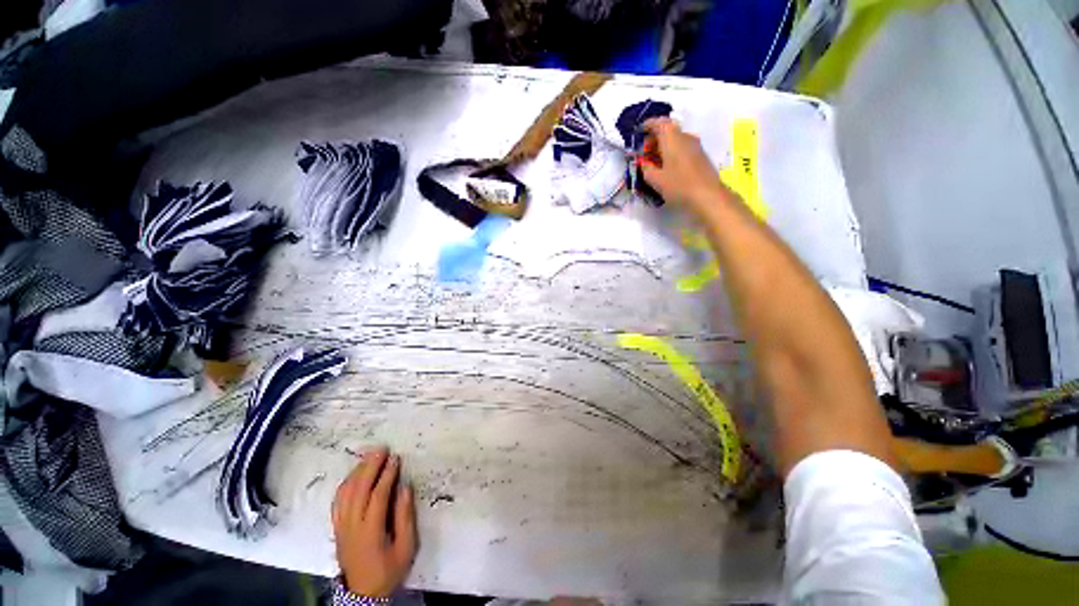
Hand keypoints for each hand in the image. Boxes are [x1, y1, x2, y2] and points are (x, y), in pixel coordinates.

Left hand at [332, 447, 417, 597]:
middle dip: (370, 467)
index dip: (387, 475)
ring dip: (357, 472)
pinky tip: (353, 474)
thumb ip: (405, 517)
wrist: (363, 593)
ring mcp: (341, 527)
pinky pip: (337, 502)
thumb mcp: (405, 547)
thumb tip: (404, 488)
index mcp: (370, 531)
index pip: (377, 496)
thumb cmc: (389, 569)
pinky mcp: (337, 528)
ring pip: (345, 494)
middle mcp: (352, 526)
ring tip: (369, 456)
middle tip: (381, 449)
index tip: (396, 458)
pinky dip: (345, 484)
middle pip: (358, 490)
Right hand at [639, 118, 726, 210]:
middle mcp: (685, 137)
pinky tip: (668, 168)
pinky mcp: (700, 156)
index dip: (648, 125)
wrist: (708, 196)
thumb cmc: (678, 185)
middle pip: (668, 130)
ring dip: (664, 147)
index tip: (639, 132)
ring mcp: (695, 146)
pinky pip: (683, 148)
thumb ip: (646, 169)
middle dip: (654, 139)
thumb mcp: (656, 180)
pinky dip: (672, 153)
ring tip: (655, 162)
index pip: (659, 123)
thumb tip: (643, 163)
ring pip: (676, 140)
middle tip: (645, 152)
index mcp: (672, 138)